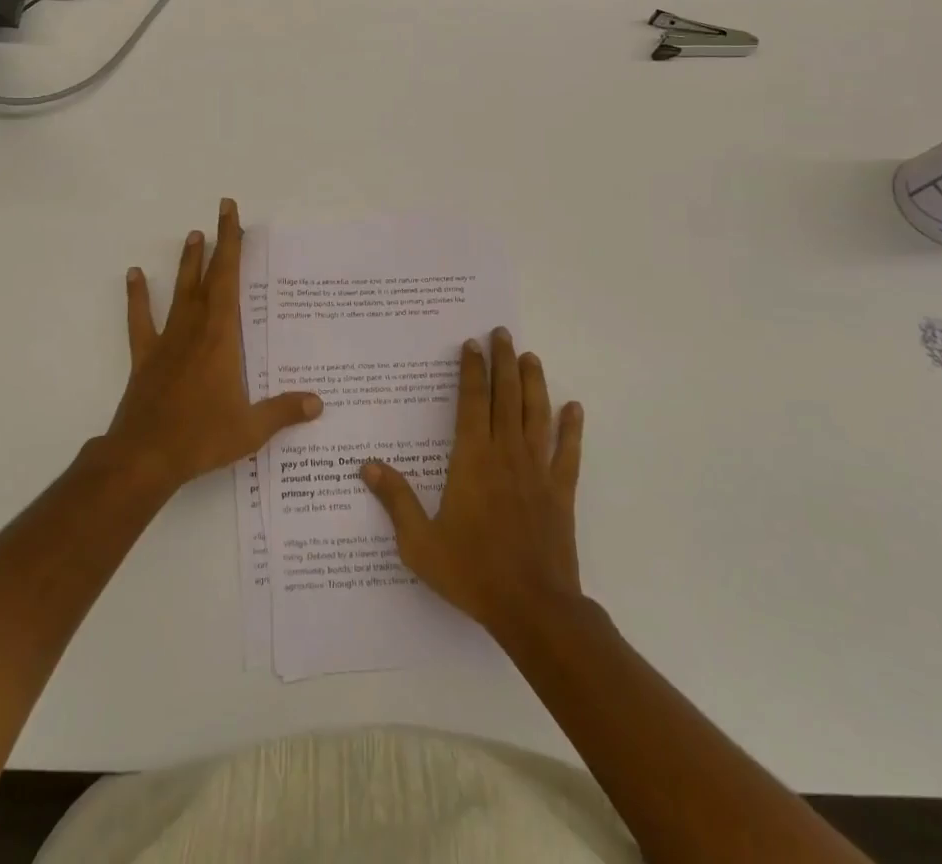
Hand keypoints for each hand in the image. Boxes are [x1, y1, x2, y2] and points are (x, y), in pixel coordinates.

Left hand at [102, 198, 321, 496]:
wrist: (145, 456)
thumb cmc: (201, 437)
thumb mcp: (250, 429)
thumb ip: (284, 412)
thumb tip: (318, 403)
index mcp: (221, 338)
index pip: (229, 280)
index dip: (231, 244)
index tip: (231, 213)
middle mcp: (194, 329)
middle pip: (208, 277)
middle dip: (217, 243)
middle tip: (220, 211)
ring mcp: (167, 341)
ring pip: (179, 292)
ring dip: (186, 263)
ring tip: (191, 235)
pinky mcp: (146, 357)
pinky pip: (141, 320)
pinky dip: (137, 297)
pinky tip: (135, 275)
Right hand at [362, 328, 583, 638]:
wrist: (533, 609)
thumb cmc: (472, 572)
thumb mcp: (420, 542)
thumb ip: (396, 500)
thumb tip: (366, 465)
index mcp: (472, 460)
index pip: (470, 403)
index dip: (471, 371)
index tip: (471, 344)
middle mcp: (506, 455)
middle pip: (506, 397)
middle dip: (503, 362)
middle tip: (502, 333)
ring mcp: (537, 471)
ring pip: (537, 415)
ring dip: (534, 383)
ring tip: (530, 357)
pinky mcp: (561, 492)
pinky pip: (569, 453)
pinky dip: (572, 429)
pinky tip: (575, 409)